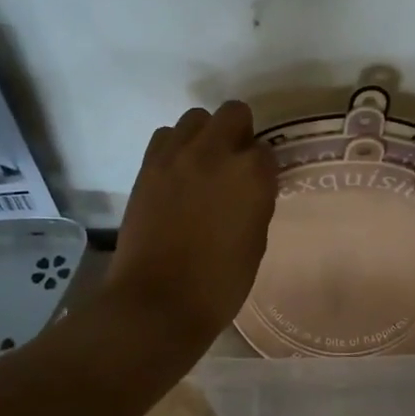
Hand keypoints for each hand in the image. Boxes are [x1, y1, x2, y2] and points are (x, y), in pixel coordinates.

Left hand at [104, 101, 276, 351]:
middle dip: (239, 133)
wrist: (158, 301)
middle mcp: (216, 153)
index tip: (257, 186)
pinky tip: (177, 172)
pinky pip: (165, 136)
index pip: (266, 151)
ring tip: (202, 164)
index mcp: (251, 175)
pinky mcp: (148, 165)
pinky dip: (175, 146)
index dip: (263, 169)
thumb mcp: (256, 241)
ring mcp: (177, 155)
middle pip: (234, 114)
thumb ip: (256, 202)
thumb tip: (249, 187)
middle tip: (233, 164)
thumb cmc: (219, 283)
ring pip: (197, 117)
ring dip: (205, 134)